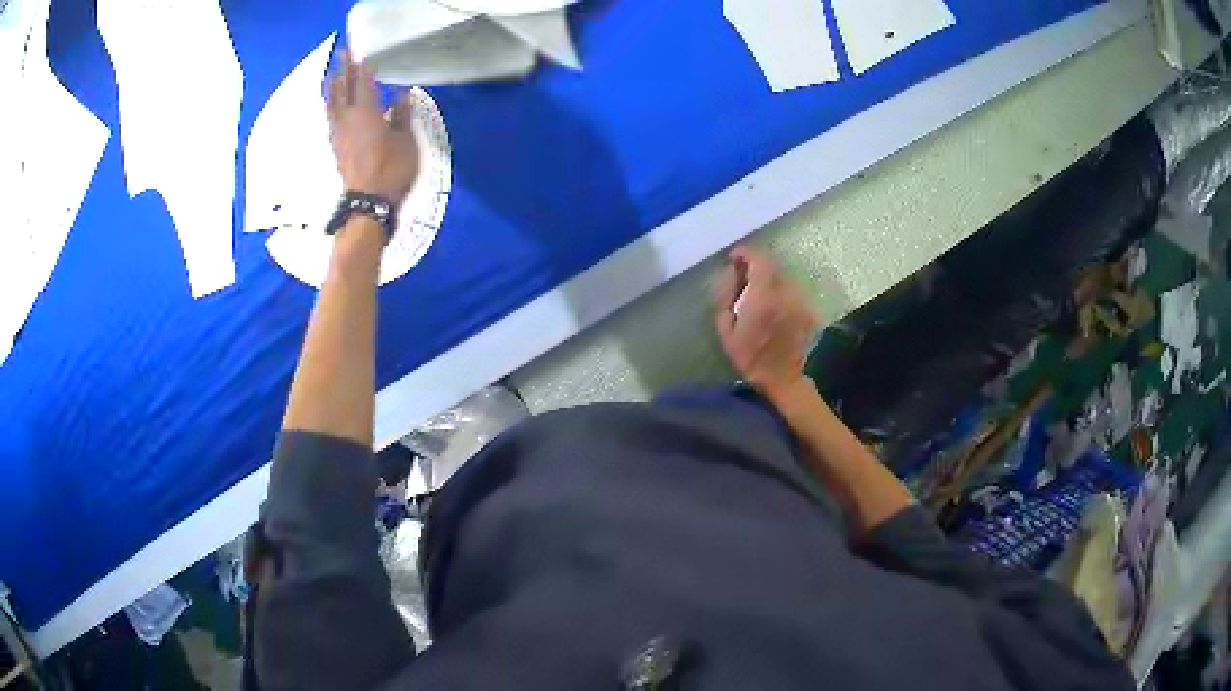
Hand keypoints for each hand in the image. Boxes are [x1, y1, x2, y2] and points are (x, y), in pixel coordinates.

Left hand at [327, 51, 419, 204]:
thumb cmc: (391, 170)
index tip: (359, 52)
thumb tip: (402, 96)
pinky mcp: (335, 147)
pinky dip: (332, 106)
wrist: (367, 204)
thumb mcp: (406, 141)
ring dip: (333, 88)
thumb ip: (402, 116)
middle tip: (342, 54)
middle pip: (342, 89)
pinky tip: (333, 106)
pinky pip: (331, 118)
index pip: (362, 82)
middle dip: (343, 70)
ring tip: (332, 76)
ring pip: (331, 104)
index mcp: (366, 113)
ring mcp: (338, 134)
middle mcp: (347, 119)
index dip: (361, 66)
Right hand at [713, 246, 819, 398]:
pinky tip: (773, 306)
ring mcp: (800, 302)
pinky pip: (792, 291)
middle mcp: (785, 294)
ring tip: (758, 291)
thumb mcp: (726, 329)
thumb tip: (730, 274)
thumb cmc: (749, 356)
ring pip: (784, 277)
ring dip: (770, 278)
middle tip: (744, 274)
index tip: (734, 257)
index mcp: (763, 297)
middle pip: (773, 266)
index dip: (746, 253)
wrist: (782, 378)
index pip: (759, 260)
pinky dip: (781, 291)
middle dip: (757, 265)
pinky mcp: (808, 310)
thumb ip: (726, 296)